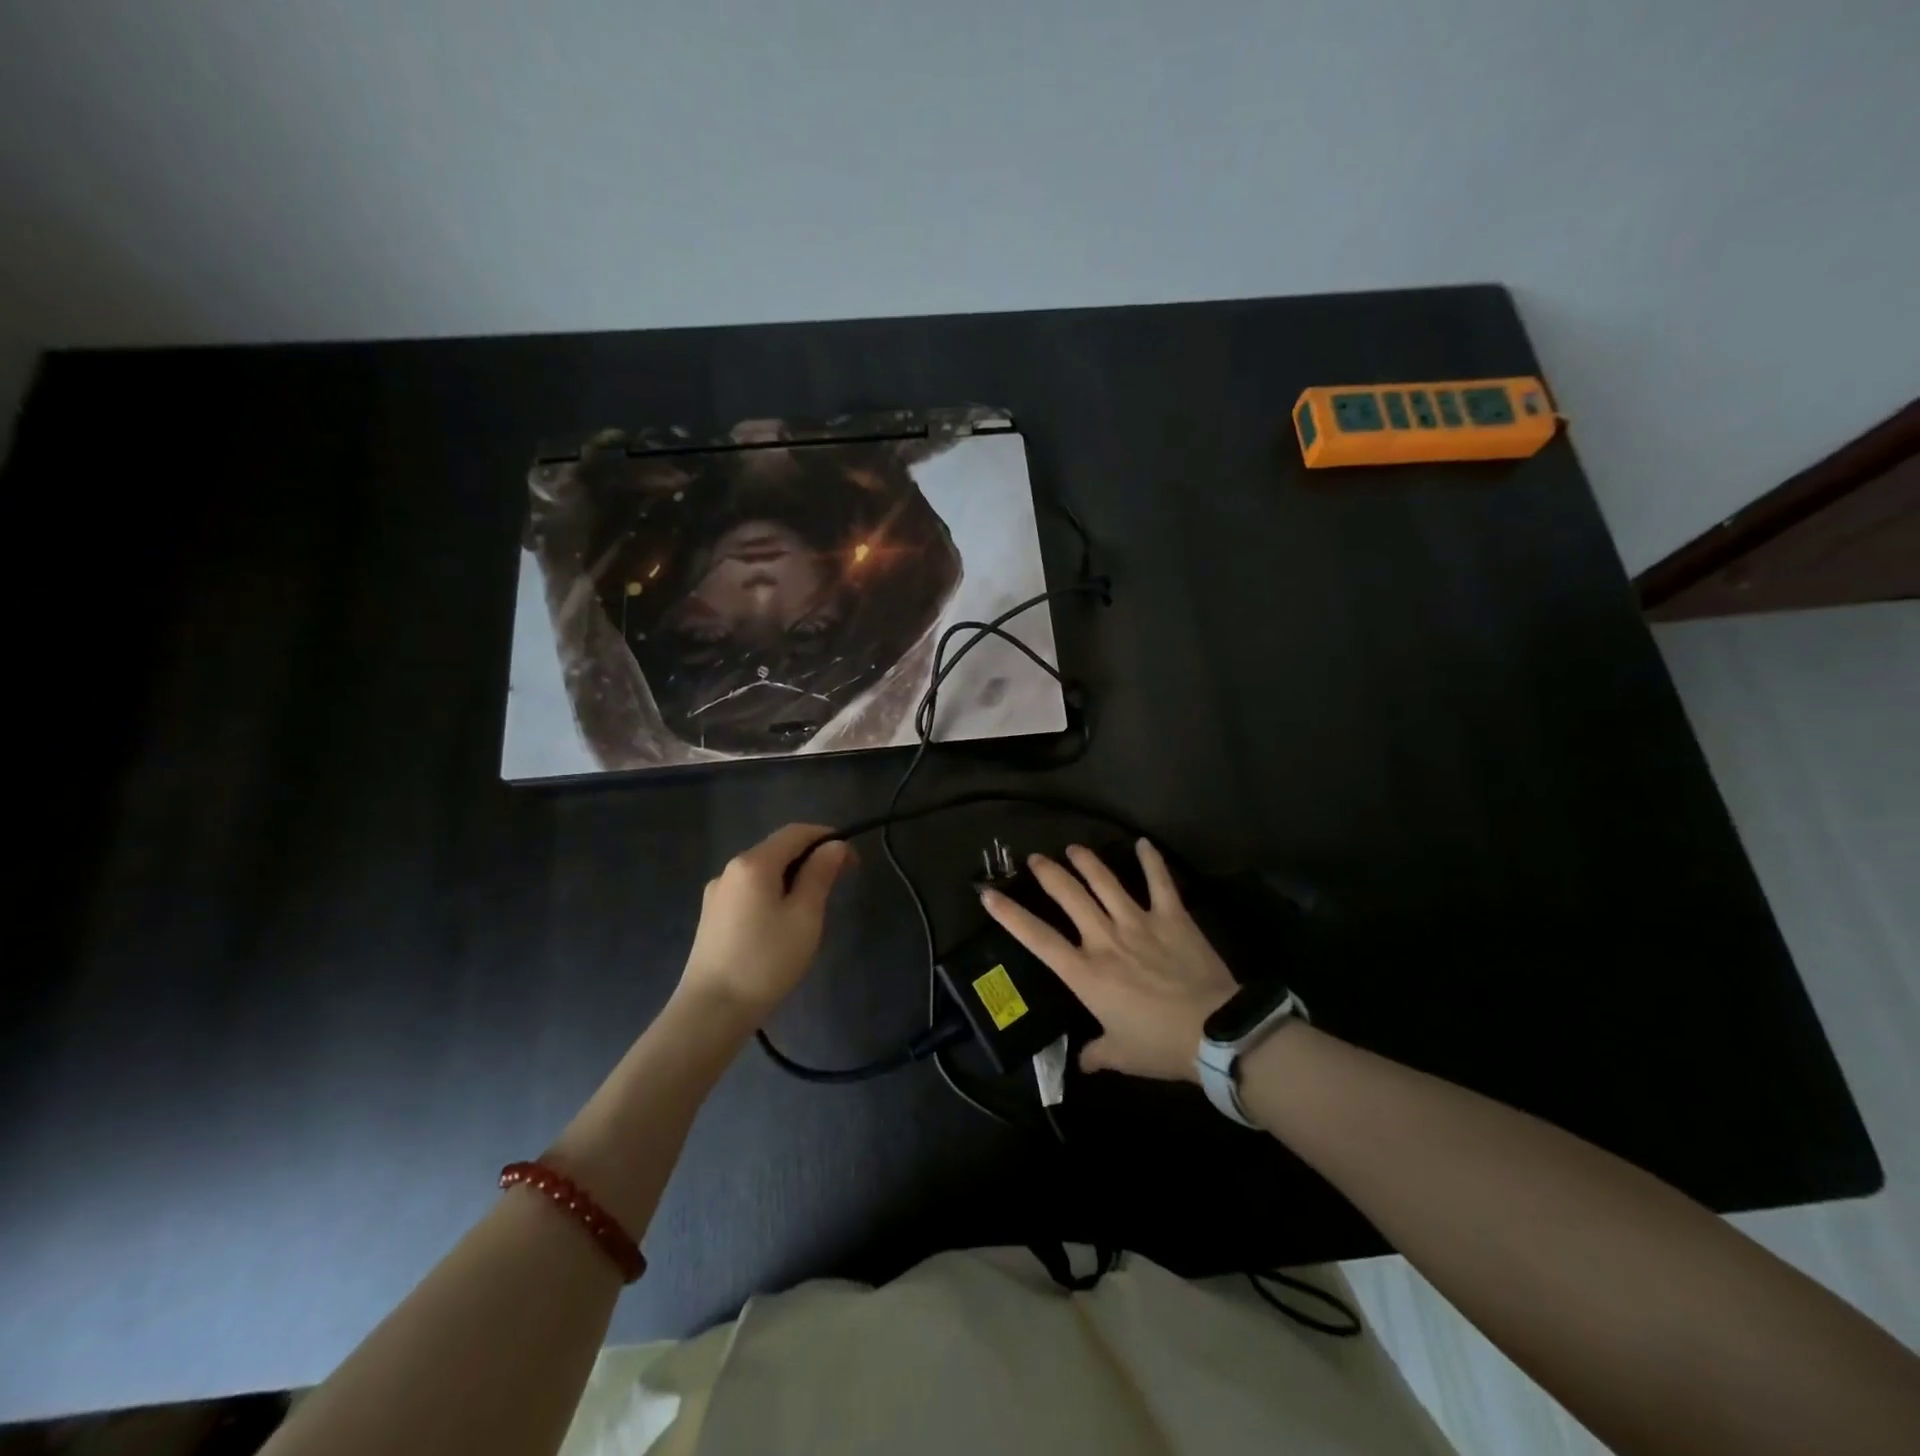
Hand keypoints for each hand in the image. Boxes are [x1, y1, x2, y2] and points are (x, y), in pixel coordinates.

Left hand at [679, 823, 854, 1021]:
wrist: (711, 1011)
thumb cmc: (766, 961)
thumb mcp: (804, 916)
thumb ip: (819, 875)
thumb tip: (834, 845)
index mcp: (754, 863)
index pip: (796, 832)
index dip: (828, 838)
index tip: (852, 862)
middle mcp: (731, 869)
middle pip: (778, 849)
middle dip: (811, 859)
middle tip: (837, 886)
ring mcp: (717, 893)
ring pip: (764, 872)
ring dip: (793, 878)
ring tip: (813, 910)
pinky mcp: (712, 916)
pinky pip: (750, 891)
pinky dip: (773, 894)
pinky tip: (782, 924)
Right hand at [980, 840, 1234, 1081]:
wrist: (1214, 1032)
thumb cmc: (1160, 1045)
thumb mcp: (1121, 1055)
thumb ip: (1096, 1053)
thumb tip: (1084, 1062)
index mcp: (1085, 972)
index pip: (1037, 938)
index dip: (1010, 915)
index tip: (989, 894)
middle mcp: (1105, 938)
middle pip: (1068, 896)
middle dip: (1048, 873)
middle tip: (1036, 858)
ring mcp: (1139, 922)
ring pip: (1105, 882)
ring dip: (1087, 862)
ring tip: (1074, 848)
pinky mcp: (1172, 917)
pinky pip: (1160, 882)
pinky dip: (1151, 861)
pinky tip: (1143, 843)